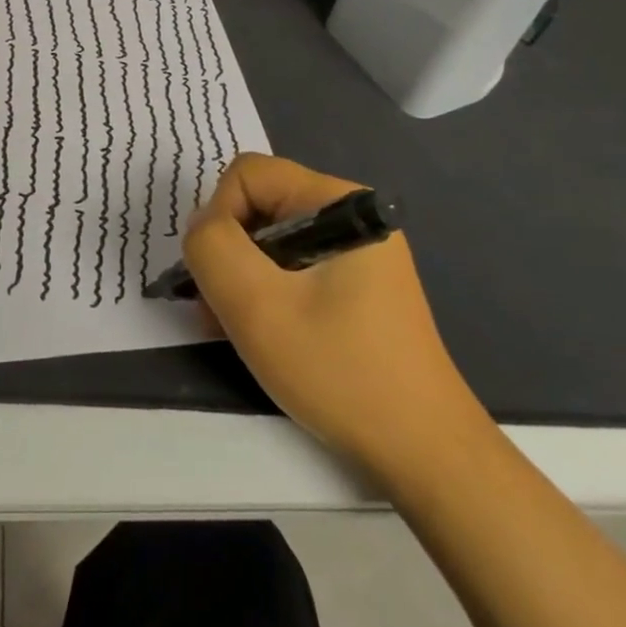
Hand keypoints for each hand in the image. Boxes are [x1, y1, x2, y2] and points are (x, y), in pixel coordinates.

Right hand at [183, 154, 486, 479]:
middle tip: (219, 310)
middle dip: (227, 253)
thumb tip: (202, 228)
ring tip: (234, 329)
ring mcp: (356, 254)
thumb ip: (212, 247)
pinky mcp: (355, 286)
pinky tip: (262, 334)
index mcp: (338, 203)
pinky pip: (290, 269)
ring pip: (268, 241)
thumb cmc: (338, 370)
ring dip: (240, 279)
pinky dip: (265, 294)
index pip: (248, 175)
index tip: (220, 276)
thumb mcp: (256, 305)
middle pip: (257, 206)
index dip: (218, 218)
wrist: (423, 451)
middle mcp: (349, 217)